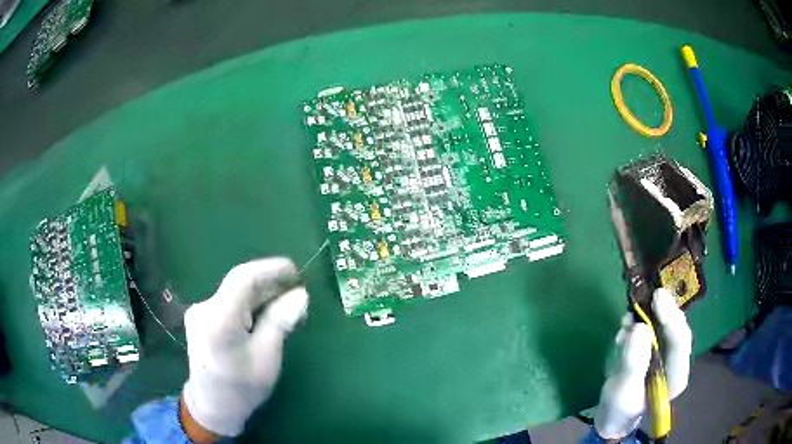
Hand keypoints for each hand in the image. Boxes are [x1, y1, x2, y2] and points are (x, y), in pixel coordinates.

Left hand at [180, 258, 308, 438]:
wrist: (213, 407)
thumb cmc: (242, 388)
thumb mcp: (267, 357)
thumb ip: (280, 322)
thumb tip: (300, 294)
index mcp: (218, 318)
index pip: (243, 278)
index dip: (271, 269)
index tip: (296, 271)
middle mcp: (204, 308)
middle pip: (240, 286)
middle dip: (270, 285)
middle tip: (298, 293)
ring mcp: (200, 313)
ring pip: (236, 295)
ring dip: (262, 297)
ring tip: (288, 306)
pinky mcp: (202, 319)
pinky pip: (230, 304)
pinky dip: (251, 307)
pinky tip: (267, 315)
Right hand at [593, 288, 692, 439]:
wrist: (613, 418)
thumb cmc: (619, 410)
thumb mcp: (623, 391)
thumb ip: (633, 363)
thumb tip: (639, 327)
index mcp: (676, 376)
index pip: (681, 342)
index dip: (672, 319)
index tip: (658, 298)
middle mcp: (676, 361)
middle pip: (676, 329)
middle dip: (664, 312)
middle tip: (650, 294)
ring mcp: (665, 354)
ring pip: (664, 326)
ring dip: (649, 316)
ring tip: (628, 317)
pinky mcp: (654, 349)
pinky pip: (651, 329)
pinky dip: (639, 323)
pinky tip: (626, 325)